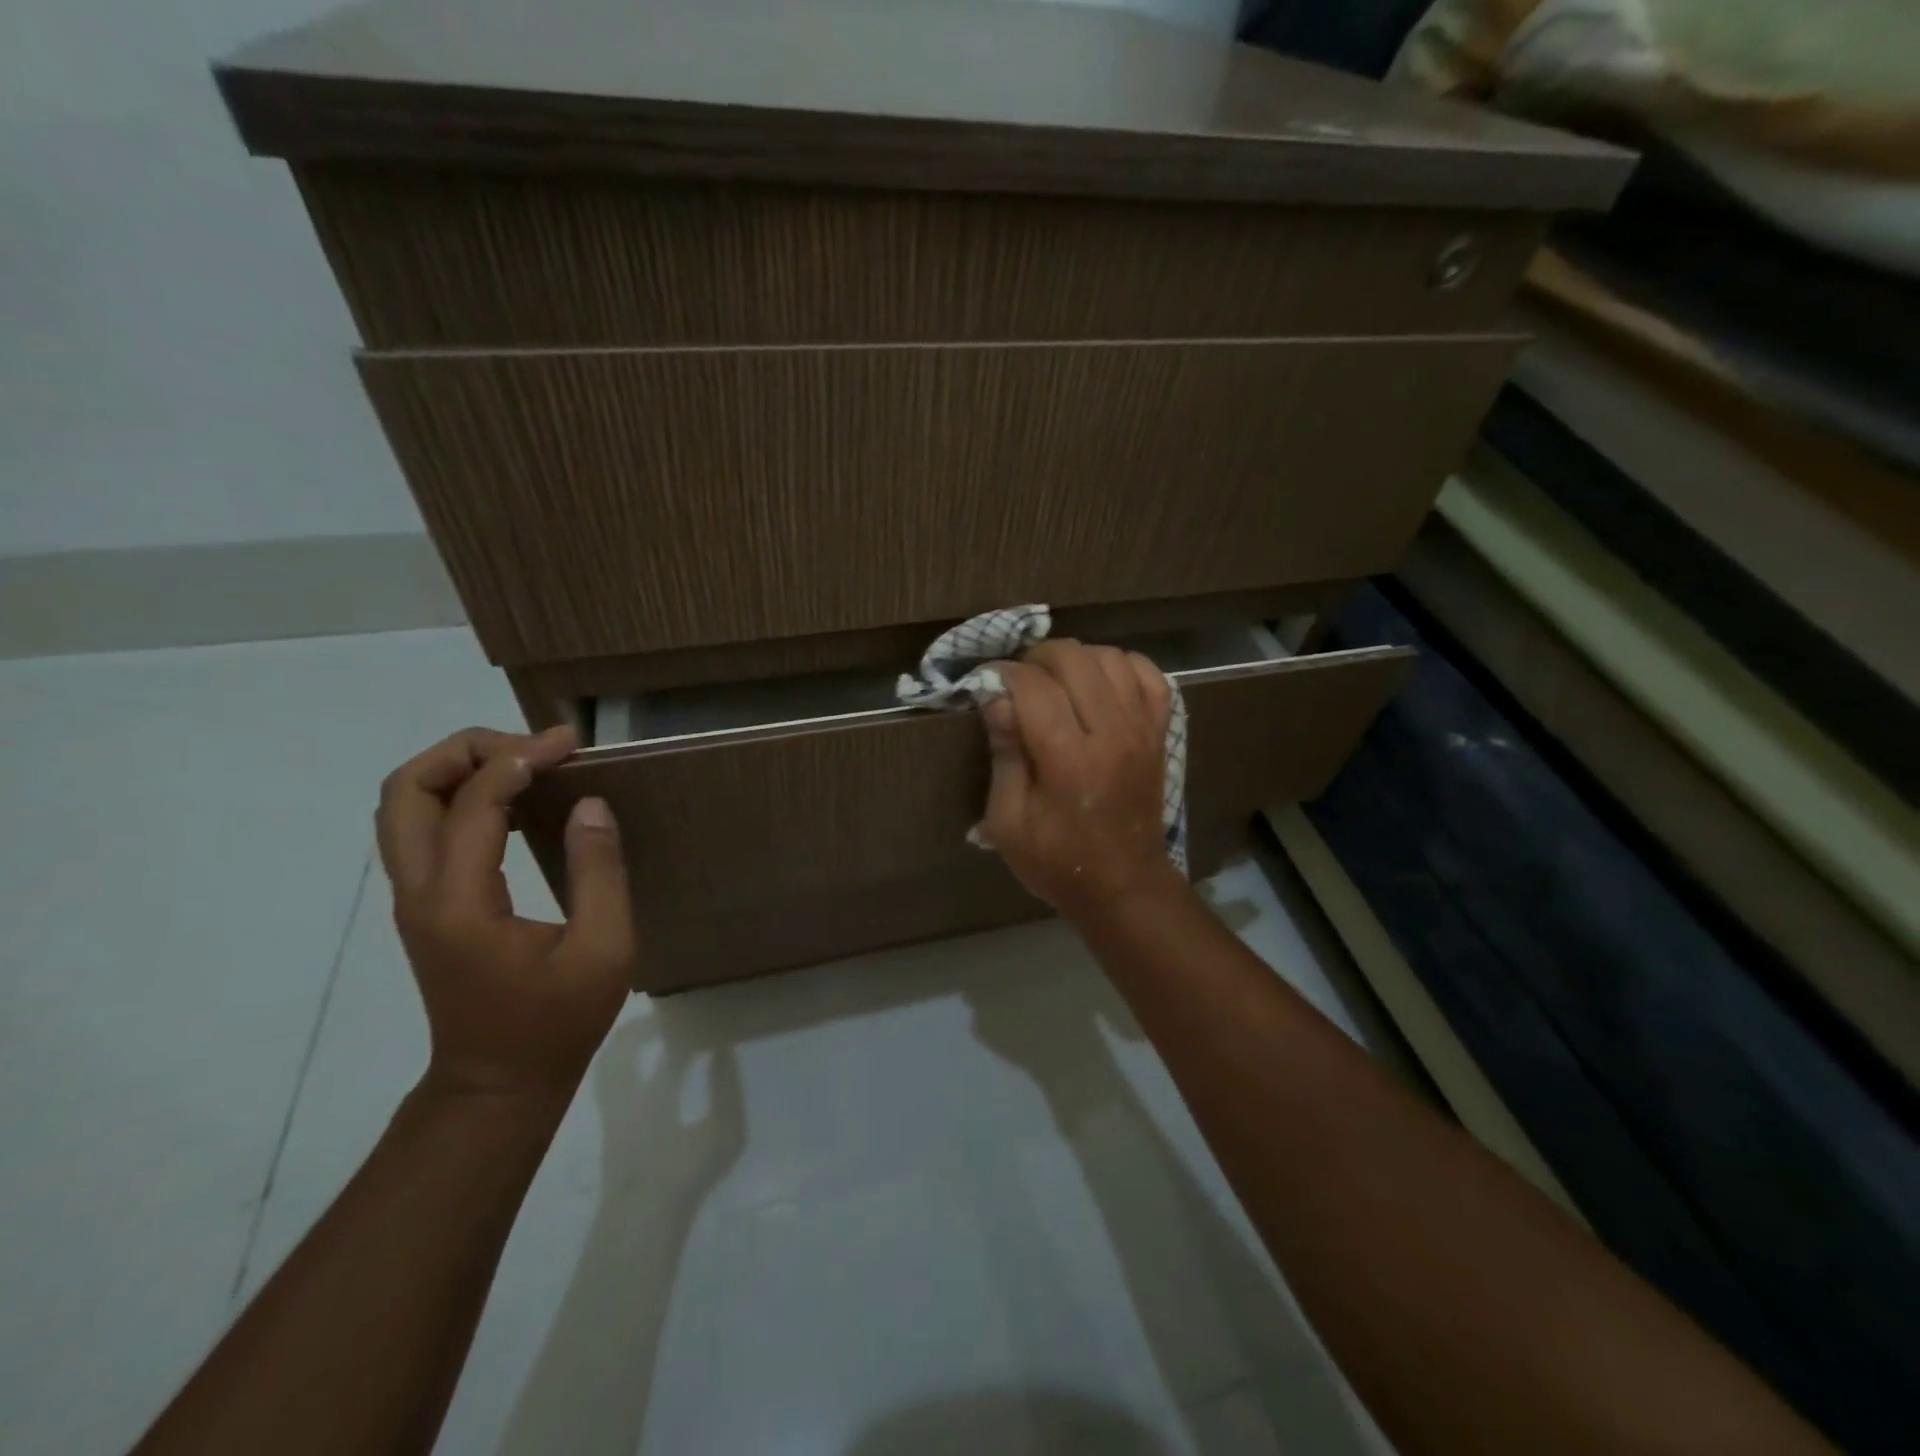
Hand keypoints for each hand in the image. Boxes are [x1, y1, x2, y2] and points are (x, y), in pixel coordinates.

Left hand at [375, 725, 635, 1104]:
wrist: (498, 1084)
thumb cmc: (557, 1022)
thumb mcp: (604, 949)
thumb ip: (599, 871)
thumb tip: (590, 803)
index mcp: (460, 903)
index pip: (473, 803)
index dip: (520, 760)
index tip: (569, 743)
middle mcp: (420, 893)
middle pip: (404, 790)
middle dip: (466, 750)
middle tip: (532, 747)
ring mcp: (416, 900)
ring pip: (403, 806)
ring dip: (458, 770)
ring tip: (525, 764)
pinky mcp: (427, 907)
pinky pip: (425, 830)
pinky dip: (462, 797)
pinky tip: (518, 803)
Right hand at [978, 640, 1185, 922]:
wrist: (1123, 885)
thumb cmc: (1055, 860)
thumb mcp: (1008, 820)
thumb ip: (1004, 753)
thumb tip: (996, 696)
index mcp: (1068, 759)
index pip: (1034, 686)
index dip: (1004, 673)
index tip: (988, 682)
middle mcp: (1111, 733)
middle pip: (1074, 658)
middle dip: (1037, 658)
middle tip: (1019, 681)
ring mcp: (1142, 729)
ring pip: (1111, 658)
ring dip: (1077, 659)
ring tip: (1055, 681)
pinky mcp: (1159, 732)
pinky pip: (1149, 675)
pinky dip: (1122, 666)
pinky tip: (1099, 682)